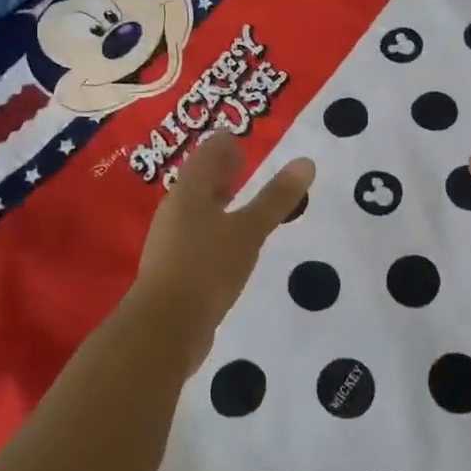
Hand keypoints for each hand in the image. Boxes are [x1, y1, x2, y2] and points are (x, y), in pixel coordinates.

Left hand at [128, 134, 314, 374]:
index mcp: (189, 192)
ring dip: (216, 200)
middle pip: (197, 181)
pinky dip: (214, 228)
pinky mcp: (174, 269)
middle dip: (219, 171)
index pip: (206, 155)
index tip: (240, 140)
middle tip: (242, 163)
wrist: (165, 329)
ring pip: (195, 210)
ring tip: (239, 201)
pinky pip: (196, 237)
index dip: (223, 145)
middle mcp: (175, 211)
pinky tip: (229, 244)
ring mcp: (171, 242)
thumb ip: (276, 198)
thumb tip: (305, 161)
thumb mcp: (249, 231)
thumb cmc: (207, 268)